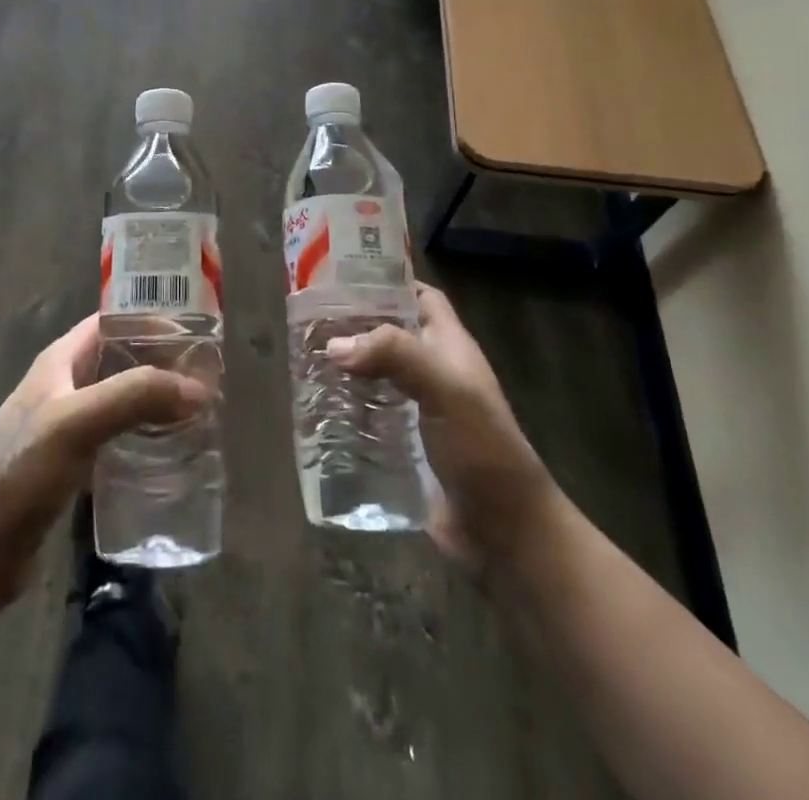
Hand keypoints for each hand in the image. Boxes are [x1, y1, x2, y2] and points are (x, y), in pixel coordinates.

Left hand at [0, 314, 206, 612]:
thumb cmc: (22, 472)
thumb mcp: (77, 422)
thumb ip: (135, 396)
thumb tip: (199, 390)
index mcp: (61, 360)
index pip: (113, 322)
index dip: (151, 321)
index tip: (196, 335)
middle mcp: (66, 384)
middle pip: (122, 359)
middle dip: (162, 363)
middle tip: (207, 379)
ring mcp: (68, 425)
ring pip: (123, 398)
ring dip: (157, 400)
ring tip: (199, 413)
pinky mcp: (73, 463)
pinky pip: (118, 435)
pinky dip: (145, 434)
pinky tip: (171, 451)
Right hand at [327, 282, 550, 571]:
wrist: (505, 532)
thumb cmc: (482, 448)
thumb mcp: (446, 390)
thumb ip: (395, 356)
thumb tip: (335, 345)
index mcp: (449, 346)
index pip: (420, 297)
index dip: (388, 282)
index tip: (342, 275)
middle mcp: (432, 371)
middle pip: (389, 333)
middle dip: (353, 324)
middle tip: (307, 319)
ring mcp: (417, 409)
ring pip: (375, 373)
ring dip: (344, 366)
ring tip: (302, 358)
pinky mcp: (402, 444)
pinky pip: (368, 415)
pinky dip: (344, 407)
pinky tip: (315, 407)